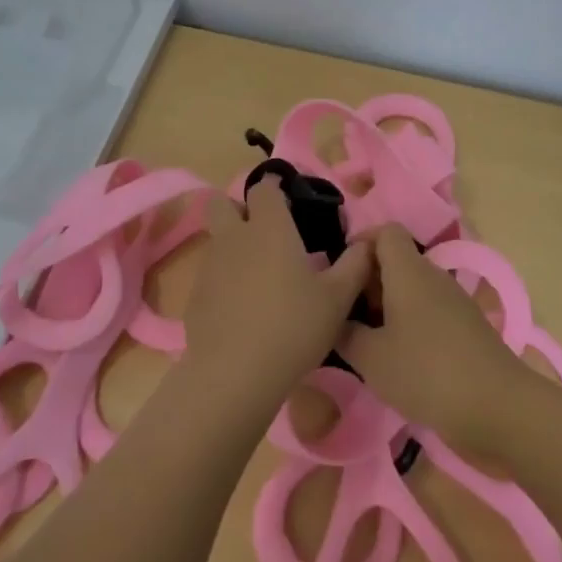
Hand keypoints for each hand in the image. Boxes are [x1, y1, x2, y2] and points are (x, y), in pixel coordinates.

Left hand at [179, 178, 372, 412]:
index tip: (290, 201)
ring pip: (216, 240)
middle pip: (222, 204)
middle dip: (239, 209)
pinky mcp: (195, 297)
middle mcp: (234, 237)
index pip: (263, 187)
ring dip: (233, 245)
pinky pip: (210, 274)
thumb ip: (355, 265)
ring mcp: (209, 266)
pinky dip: (224, 280)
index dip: (275, 188)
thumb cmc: (293, 327)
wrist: (235, 374)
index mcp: (269, 227)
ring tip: (260, 276)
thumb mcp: (337, 299)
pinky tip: (242, 309)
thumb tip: (367, 243)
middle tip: (266, 233)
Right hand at [340, 228, 534, 452]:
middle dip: (368, 281)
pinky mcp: (466, 327)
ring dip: (387, 306)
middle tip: (344, 314)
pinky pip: (429, 311)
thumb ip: (345, 333)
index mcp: (409, 271)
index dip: (360, 243)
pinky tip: (397, 358)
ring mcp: (454, 302)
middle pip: (397, 261)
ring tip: (366, 340)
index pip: (385, 232)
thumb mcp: (371, 358)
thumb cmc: (426, 373)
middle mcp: (433, 277)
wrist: (499, 408)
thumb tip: (333, 320)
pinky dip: (409, 324)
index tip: (340, 273)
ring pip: (412, 289)